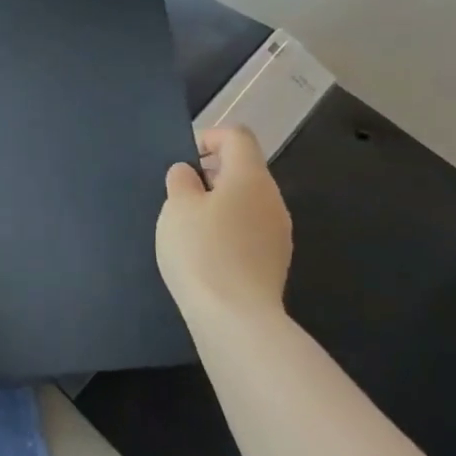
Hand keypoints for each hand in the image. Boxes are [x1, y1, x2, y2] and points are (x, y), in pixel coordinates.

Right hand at [155, 127, 292, 329]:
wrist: (236, 318)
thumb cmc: (202, 251)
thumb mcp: (177, 208)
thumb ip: (181, 181)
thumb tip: (189, 173)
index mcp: (250, 177)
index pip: (237, 136)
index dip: (209, 137)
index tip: (183, 159)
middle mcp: (272, 199)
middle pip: (245, 169)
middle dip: (211, 173)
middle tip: (180, 194)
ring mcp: (278, 232)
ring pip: (248, 201)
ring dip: (219, 203)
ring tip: (190, 226)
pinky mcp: (275, 260)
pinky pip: (251, 229)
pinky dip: (229, 228)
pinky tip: (207, 252)